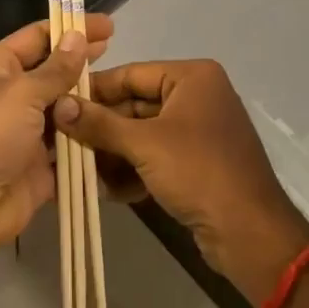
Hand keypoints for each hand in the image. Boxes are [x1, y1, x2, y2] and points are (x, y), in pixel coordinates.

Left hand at [0, 13, 114, 262]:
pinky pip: (71, 151)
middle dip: (84, 66)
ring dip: (91, 106)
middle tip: (121, 57)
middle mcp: (11, 96)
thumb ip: (56, 68)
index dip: (71, 29)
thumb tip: (77, 36)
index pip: (38, 37)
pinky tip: (121, 134)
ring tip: (129, 96)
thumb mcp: (21, 92)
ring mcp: (26, 133)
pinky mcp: (40, 167)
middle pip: (54, 74)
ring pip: (66, 112)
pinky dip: (90, 145)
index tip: (108, 26)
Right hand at [53, 59, 308, 306]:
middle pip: (135, 105)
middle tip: (63, 143)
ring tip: (82, 171)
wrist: (250, 233)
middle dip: (102, 129)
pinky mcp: (198, 163)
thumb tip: (59, 105)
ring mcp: (199, 131)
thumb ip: (99, 124)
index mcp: (192, 77)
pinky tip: (109, 190)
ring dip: (114, 153)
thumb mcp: (144, 144)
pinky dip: (134, 170)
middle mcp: (197, 96)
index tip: (58, 104)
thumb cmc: (199, 172)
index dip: (95, 90)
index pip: (131, 74)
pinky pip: (156, 157)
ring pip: (142, 134)